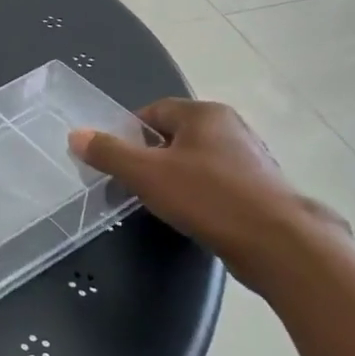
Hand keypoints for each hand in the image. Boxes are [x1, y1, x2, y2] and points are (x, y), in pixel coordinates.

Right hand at [69, 99, 349, 293]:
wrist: (279, 244)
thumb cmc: (208, 198)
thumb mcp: (146, 174)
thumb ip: (109, 153)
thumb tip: (75, 134)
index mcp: (204, 114)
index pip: (153, 111)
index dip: (129, 134)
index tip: (116, 162)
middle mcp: (231, 127)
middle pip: (175, 136)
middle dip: (151, 157)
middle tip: (134, 185)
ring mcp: (251, 158)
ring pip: (197, 161)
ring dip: (176, 178)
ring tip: (162, 204)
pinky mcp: (262, 189)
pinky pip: (218, 183)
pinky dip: (201, 195)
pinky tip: (194, 217)